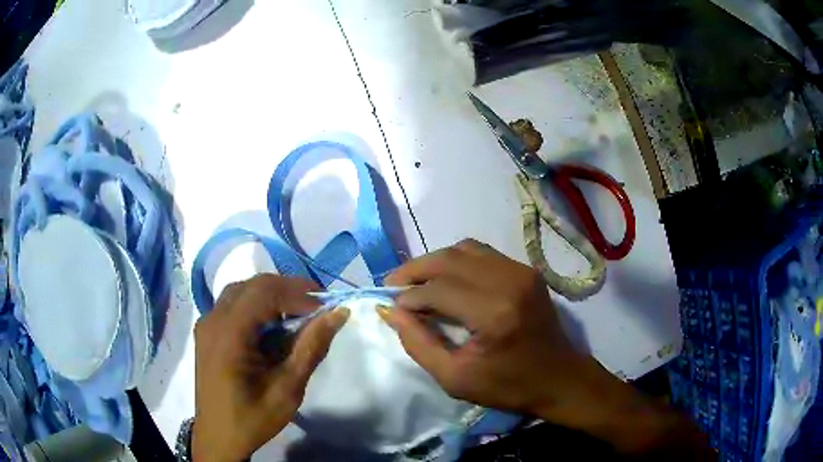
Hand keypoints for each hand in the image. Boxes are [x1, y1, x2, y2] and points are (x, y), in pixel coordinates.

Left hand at [192, 275, 349, 461]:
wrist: (219, 436)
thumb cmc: (253, 418)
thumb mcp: (288, 389)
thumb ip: (311, 347)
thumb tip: (338, 313)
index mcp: (229, 334)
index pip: (265, 292)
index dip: (298, 293)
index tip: (326, 309)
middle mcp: (213, 319)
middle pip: (253, 285)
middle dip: (288, 290)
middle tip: (316, 309)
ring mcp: (207, 323)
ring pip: (242, 291)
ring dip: (272, 296)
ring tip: (297, 314)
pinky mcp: (207, 331)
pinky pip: (233, 304)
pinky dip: (257, 306)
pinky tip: (271, 326)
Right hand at [382, 239, 592, 417]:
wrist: (558, 378)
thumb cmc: (507, 386)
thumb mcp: (454, 378)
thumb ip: (418, 343)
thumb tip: (391, 311)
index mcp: (493, 314)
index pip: (438, 290)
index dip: (410, 297)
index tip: (393, 307)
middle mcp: (509, 282)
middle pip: (449, 259)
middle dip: (415, 269)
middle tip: (394, 284)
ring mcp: (521, 271)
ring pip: (465, 249)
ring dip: (435, 261)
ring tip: (416, 280)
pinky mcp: (527, 270)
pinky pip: (483, 254)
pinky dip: (458, 261)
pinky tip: (446, 278)